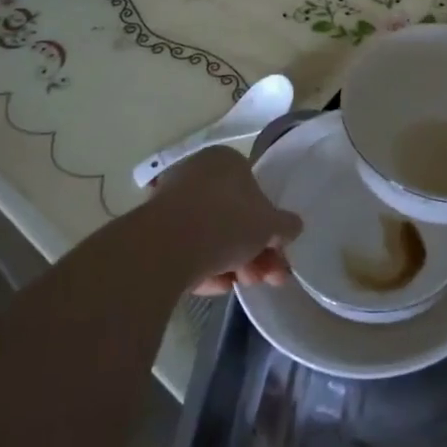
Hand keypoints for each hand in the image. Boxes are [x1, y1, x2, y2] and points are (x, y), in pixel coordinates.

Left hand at [147, 146, 301, 295]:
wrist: (165, 246)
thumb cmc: (226, 222)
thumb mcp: (270, 225)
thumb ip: (286, 225)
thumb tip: (292, 227)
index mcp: (225, 160)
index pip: (255, 190)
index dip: (269, 225)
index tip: (277, 251)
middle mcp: (197, 173)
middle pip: (234, 216)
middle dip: (254, 251)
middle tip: (267, 277)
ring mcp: (173, 201)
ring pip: (212, 235)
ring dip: (234, 263)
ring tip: (244, 285)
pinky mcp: (154, 231)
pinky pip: (189, 248)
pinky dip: (206, 266)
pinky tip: (217, 286)